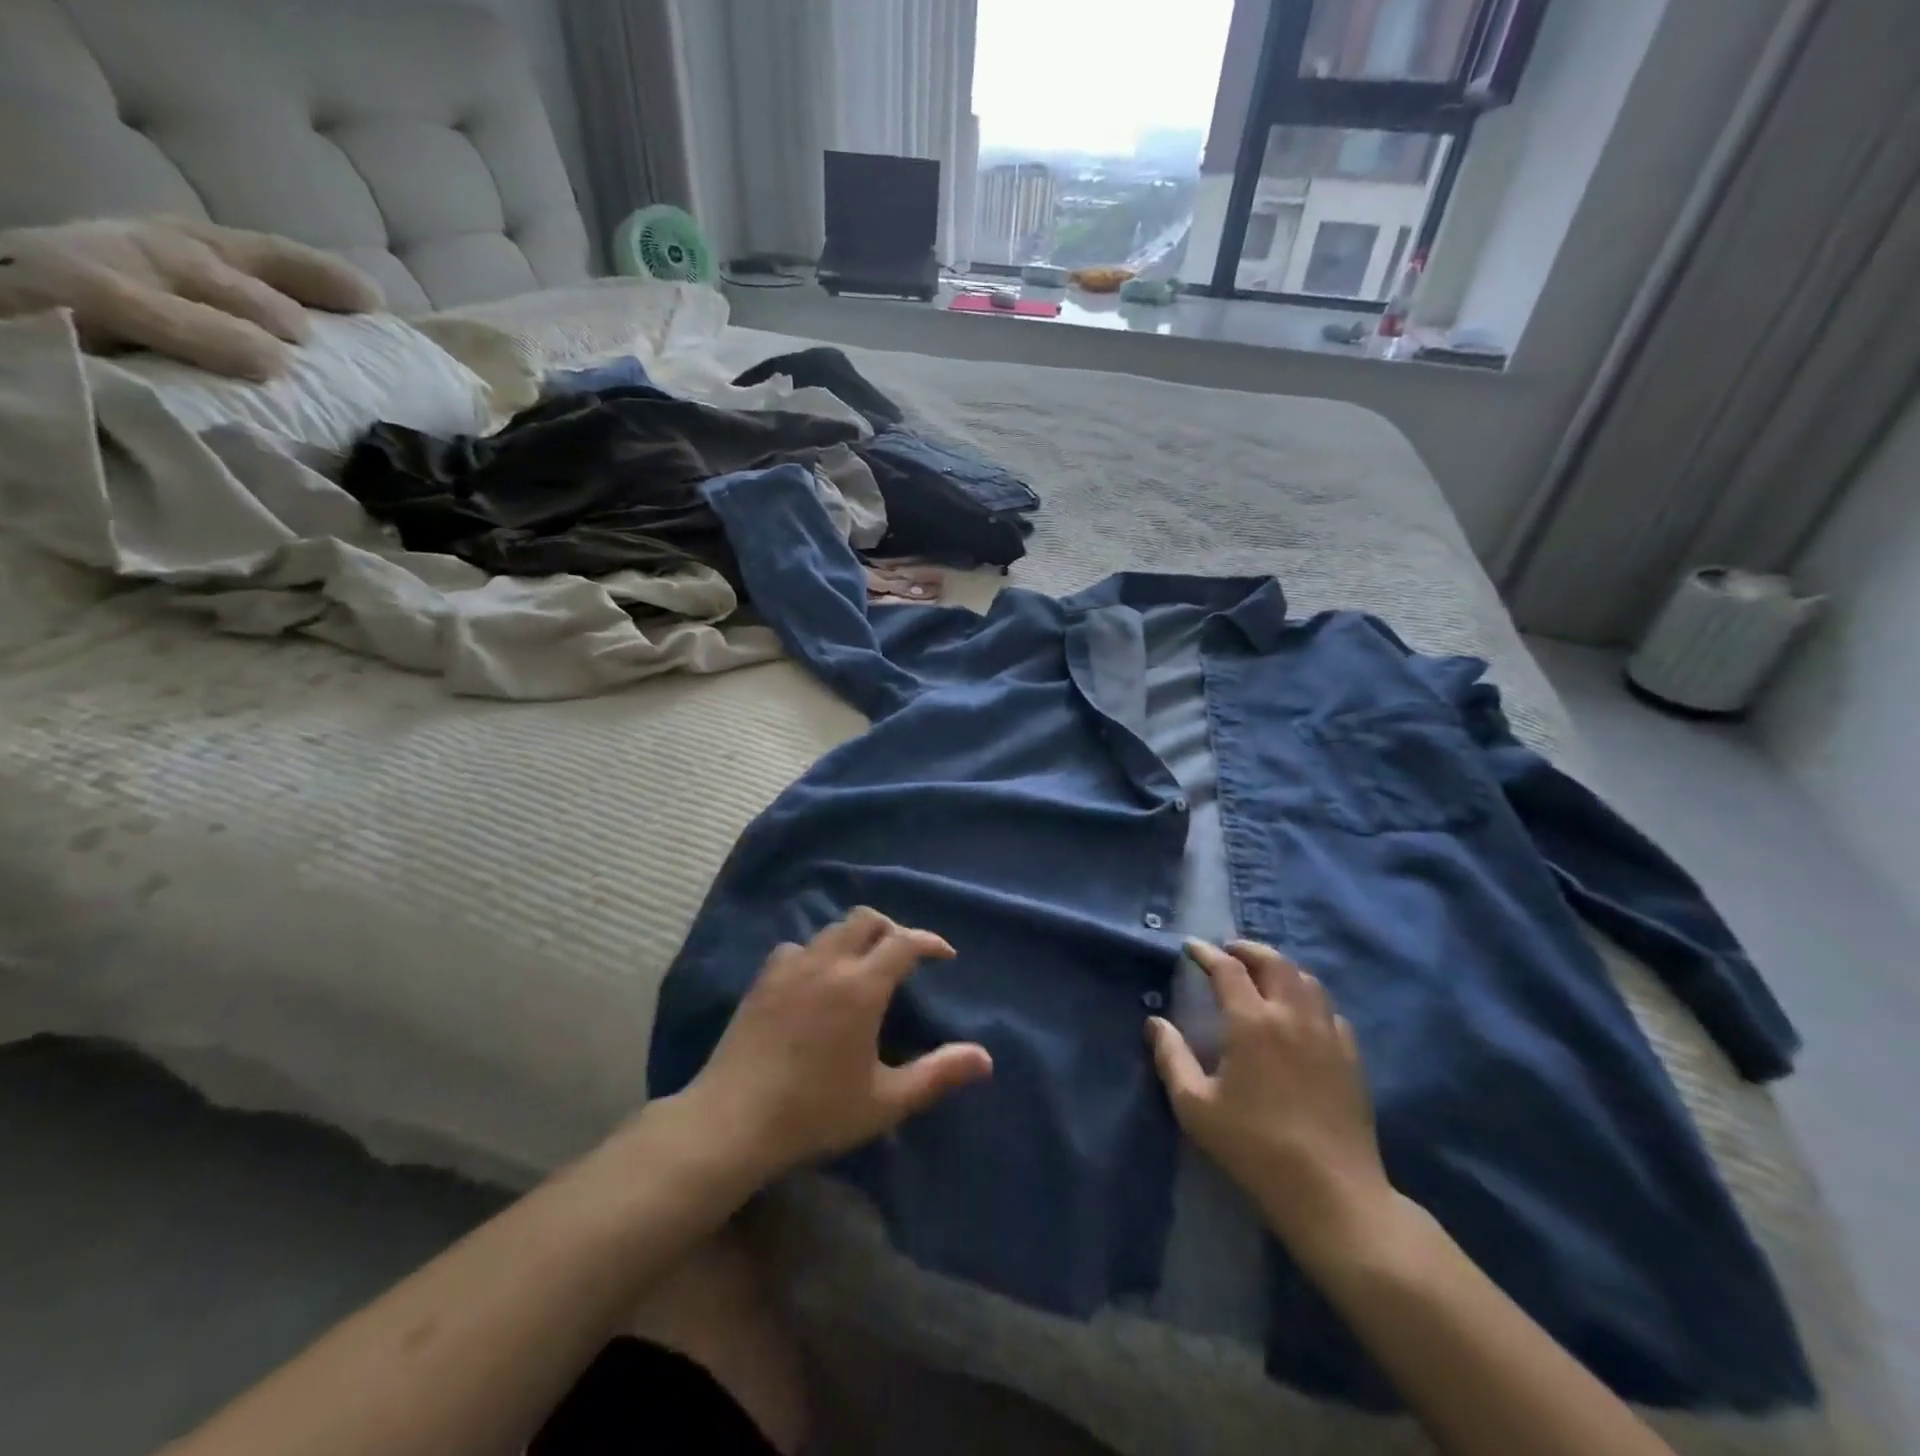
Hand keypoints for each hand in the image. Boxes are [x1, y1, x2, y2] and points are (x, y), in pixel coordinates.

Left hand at [682, 908, 993, 1181]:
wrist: (731, 1122)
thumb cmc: (815, 1112)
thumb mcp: (885, 1101)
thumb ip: (937, 1075)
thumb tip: (985, 1058)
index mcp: (861, 986)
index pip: (904, 943)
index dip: (929, 942)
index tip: (944, 955)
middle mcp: (827, 963)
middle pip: (866, 919)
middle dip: (892, 928)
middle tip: (905, 956)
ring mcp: (790, 967)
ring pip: (830, 929)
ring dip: (854, 937)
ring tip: (862, 965)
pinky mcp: (762, 980)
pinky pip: (798, 947)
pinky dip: (817, 952)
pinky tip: (816, 978)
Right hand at [1148, 939, 1396, 1268]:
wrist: (1332, 1193)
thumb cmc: (1254, 1147)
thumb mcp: (1195, 1106)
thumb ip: (1171, 1057)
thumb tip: (1155, 1022)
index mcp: (1252, 1022)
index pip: (1227, 969)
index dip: (1206, 953)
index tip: (1191, 948)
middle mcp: (1292, 1015)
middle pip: (1273, 962)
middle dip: (1247, 949)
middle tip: (1228, 950)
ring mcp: (1327, 1034)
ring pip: (1306, 980)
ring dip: (1280, 967)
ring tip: (1263, 973)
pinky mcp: (1351, 1056)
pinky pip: (1329, 1010)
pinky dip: (1309, 997)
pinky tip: (1301, 1013)